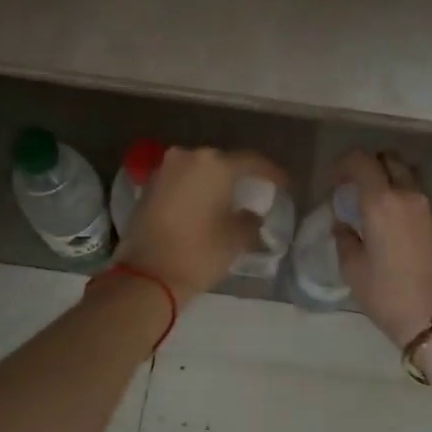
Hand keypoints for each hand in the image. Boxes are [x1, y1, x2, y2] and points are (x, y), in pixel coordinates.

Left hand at [117, 146, 289, 302]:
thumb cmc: (198, 253)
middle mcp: (188, 157)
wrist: (146, 275)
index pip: (252, 162)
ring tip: (229, 200)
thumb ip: (250, 221)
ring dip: (214, 183)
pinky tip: (204, 206)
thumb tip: (251, 215)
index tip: (285, 185)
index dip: (271, 173)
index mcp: (215, 165)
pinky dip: (194, 190)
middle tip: (255, 191)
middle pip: (222, 162)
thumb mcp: (236, 240)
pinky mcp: (149, 186)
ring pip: (199, 170)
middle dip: (239, 176)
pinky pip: (180, 181)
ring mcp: (164, 170)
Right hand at [333, 149, 431, 345]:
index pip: (362, 161)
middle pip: (389, 159)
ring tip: (376, 202)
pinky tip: (393, 220)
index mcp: (381, 202)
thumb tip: (342, 224)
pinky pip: (418, 194)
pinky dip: (403, 195)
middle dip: (370, 165)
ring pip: (407, 174)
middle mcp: (408, 195)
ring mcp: (429, 206)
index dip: (345, 164)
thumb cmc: (385, 293)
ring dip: (389, 178)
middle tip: (355, 186)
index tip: (335, 181)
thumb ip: (344, 238)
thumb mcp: (353, 267)